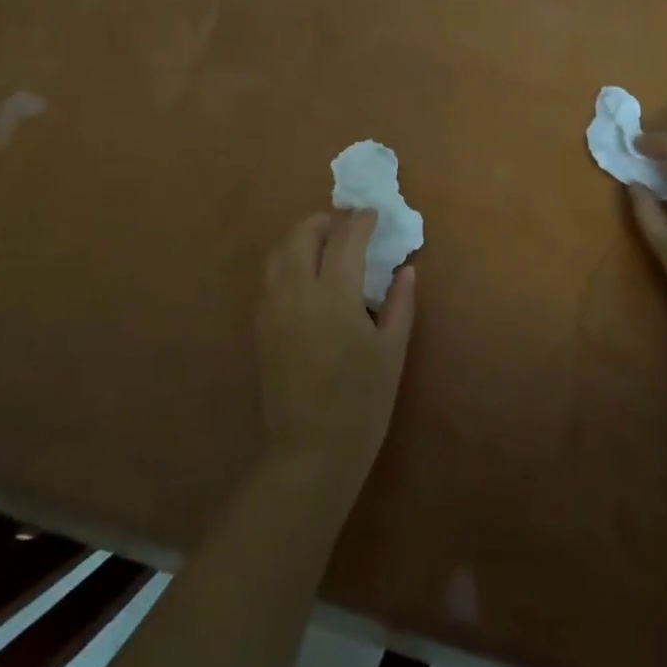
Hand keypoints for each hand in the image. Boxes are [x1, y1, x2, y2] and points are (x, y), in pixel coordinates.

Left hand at [258, 210, 415, 498]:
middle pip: (301, 234)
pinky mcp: (260, 327)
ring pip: (279, 253)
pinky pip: (271, 278)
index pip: (345, 239)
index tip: (374, 214)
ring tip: (326, 248)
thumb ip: (400, 304)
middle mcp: (296, 291)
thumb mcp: (392, 351)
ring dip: (302, 239)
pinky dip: (289, 263)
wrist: (309, 452)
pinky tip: (308, 280)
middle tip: (348, 227)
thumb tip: (405, 270)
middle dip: (325, 221)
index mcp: (334, 295)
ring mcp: (272, 308)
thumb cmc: (361, 402)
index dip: (360, 221)